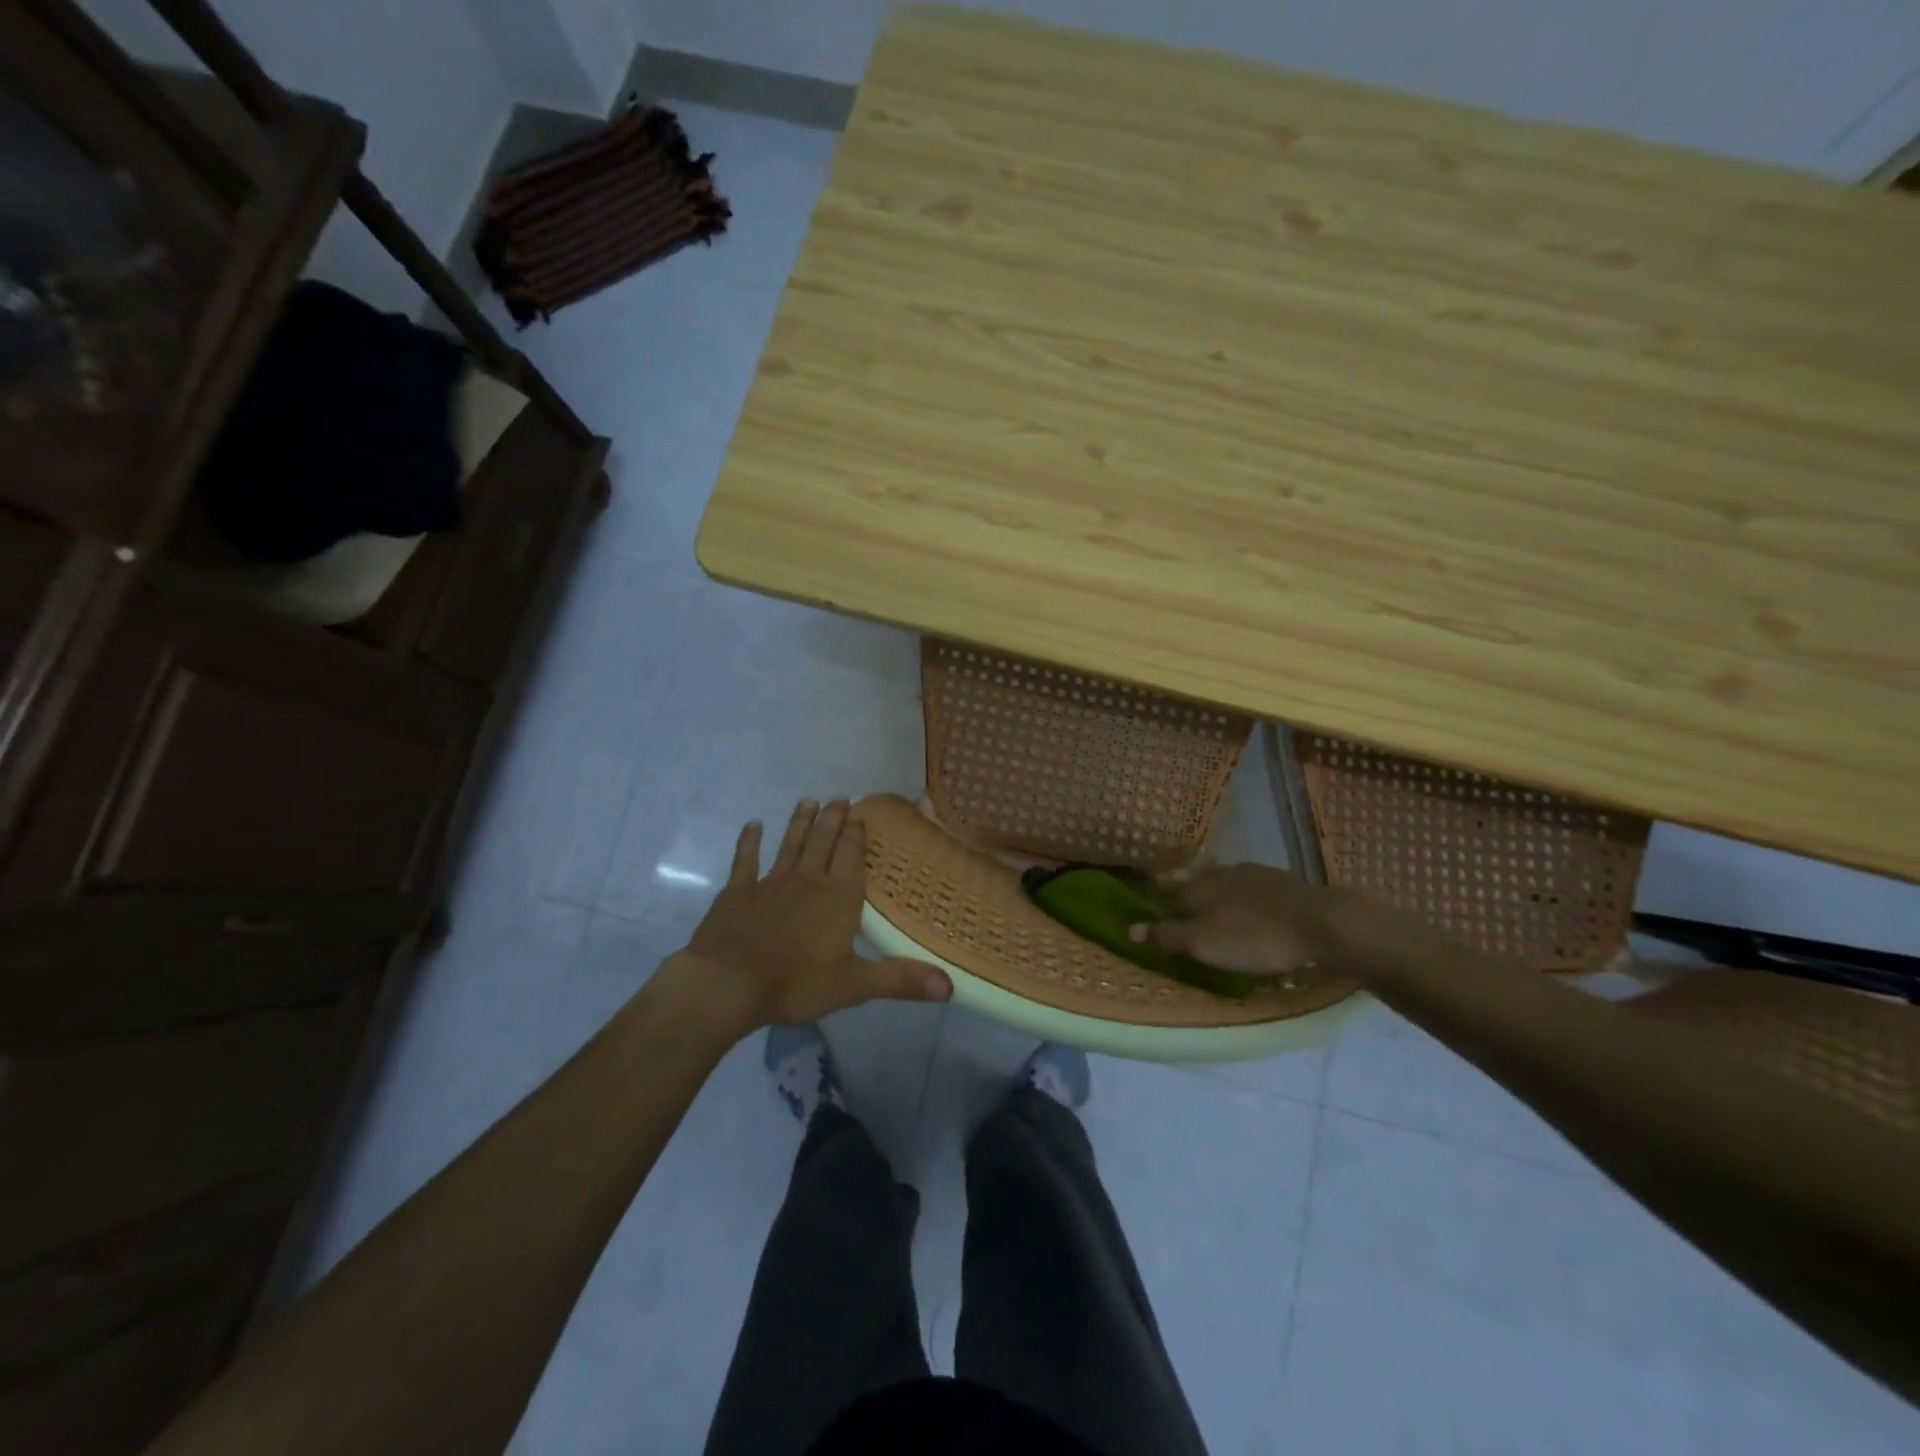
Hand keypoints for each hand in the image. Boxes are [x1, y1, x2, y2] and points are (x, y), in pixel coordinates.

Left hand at [662, 799, 950, 1034]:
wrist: (728, 983)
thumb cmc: (796, 983)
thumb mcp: (855, 985)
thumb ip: (901, 980)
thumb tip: (951, 986)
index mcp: (838, 898)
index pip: (851, 856)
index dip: (856, 834)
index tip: (860, 813)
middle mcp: (808, 881)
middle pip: (823, 842)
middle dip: (832, 819)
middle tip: (839, 797)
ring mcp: (770, 883)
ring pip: (790, 844)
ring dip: (799, 823)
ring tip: (807, 800)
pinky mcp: (737, 892)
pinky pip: (745, 861)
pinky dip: (749, 842)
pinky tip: (752, 825)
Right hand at [1127, 863, 1345, 974]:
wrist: (1320, 921)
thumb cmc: (1256, 938)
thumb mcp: (1206, 944)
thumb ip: (1168, 936)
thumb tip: (1129, 928)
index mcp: (1200, 890)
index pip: (1171, 888)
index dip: (1159, 890)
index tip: (1149, 887)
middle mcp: (1222, 876)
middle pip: (1195, 876)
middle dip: (1181, 879)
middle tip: (1170, 880)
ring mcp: (1254, 875)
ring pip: (1223, 874)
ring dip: (1211, 878)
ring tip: (1206, 883)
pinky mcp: (1282, 881)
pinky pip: (1250, 880)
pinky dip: (1241, 885)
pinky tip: (1249, 891)